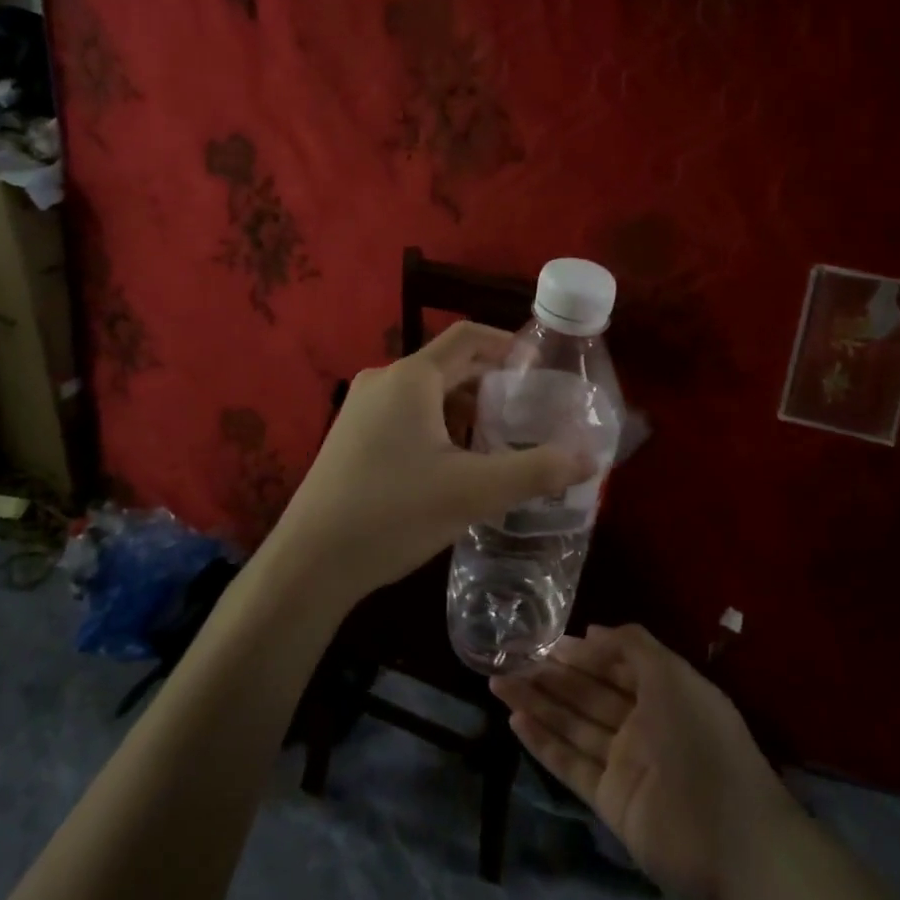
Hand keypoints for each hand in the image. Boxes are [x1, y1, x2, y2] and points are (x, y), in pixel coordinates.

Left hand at [266, 321, 593, 607]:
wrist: (310, 562)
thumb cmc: (394, 512)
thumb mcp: (473, 491)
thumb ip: (536, 470)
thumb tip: (590, 457)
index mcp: (410, 377)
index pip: (468, 337)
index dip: (507, 344)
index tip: (540, 367)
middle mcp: (383, 381)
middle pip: (448, 367)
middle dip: (491, 386)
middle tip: (529, 414)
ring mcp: (361, 409)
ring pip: (426, 395)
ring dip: (464, 411)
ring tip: (497, 444)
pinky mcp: (351, 437)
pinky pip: (405, 417)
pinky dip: (437, 428)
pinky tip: (453, 466)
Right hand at [491, 624, 793, 899]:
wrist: (733, 843)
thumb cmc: (702, 742)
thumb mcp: (672, 676)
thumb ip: (632, 646)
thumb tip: (590, 631)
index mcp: (663, 693)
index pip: (614, 666)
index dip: (582, 653)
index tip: (546, 642)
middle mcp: (642, 724)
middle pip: (588, 694)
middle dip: (551, 675)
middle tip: (510, 659)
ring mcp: (625, 764)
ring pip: (573, 725)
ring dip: (537, 704)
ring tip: (498, 683)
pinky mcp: (610, 801)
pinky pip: (571, 765)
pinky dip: (544, 744)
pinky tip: (515, 722)